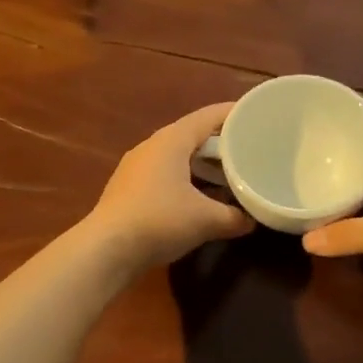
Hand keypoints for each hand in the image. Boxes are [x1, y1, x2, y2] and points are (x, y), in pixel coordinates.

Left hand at [85, 104, 253, 270]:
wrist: (106, 249)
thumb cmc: (159, 221)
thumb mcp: (206, 220)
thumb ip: (235, 217)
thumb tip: (253, 219)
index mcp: (172, 140)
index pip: (208, 116)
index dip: (234, 113)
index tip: (256, 113)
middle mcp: (152, 146)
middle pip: (192, 134)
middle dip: (220, 141)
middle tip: (248, 147)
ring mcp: (136, 167)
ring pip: (177, 156)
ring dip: (202, 162)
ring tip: (227, 172)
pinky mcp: (128, 188)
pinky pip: (165, 173)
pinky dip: (186, 178)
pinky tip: (198, 196)